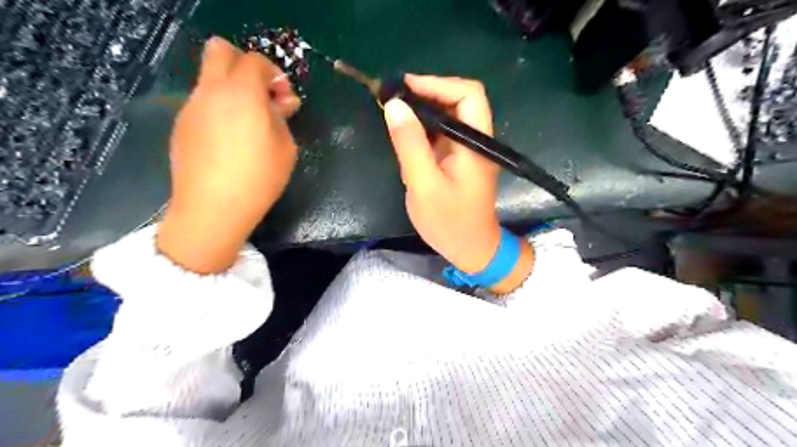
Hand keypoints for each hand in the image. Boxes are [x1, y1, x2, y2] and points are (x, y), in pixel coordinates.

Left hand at [158, 36, 299, 272]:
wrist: (213, 208)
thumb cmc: (259, 179)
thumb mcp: (286, 148)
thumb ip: (282, 118)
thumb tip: (280, 103)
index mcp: (242, 94)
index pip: (256, 61)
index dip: (275, 75)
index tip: (284, 100)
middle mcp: (211, 91)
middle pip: (220, 51)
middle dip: (245, 65)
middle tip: (261, 96)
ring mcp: (191, 107)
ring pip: (209, 79)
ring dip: (232, 90)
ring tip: (248, 125)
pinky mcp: (181, 125)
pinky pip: (202, 103)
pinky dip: (219, 109)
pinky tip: (229, 141)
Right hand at [383, 74, 531, 293]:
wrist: (470, 249)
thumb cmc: (449, 222)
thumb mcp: (424, 185)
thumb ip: (410, 145)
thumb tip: (394, 105)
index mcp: (475, 143)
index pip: (468, 94)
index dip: (437, 83)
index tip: (403, 88)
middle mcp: (475, 140)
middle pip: (458, 100)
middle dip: (426, 94)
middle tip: (393, 99)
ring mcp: (467, 149)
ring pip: (448, 115)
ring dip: (422, 111)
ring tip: (393, 114)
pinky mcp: (457, 159)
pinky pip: (441, 133)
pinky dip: (422, 129)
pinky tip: (404, 136)